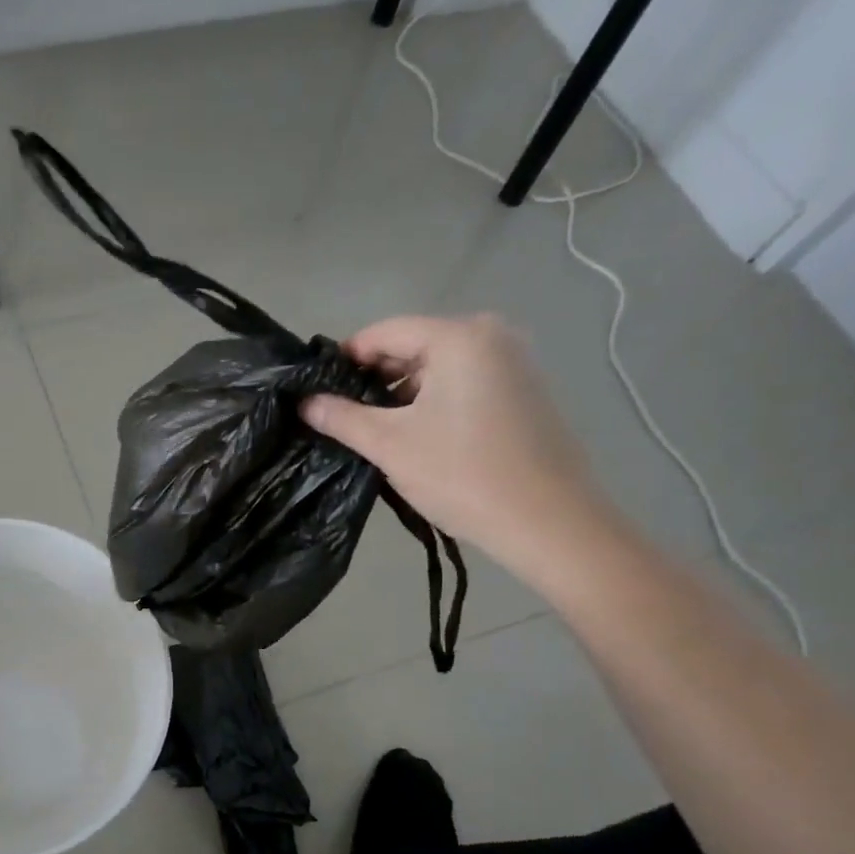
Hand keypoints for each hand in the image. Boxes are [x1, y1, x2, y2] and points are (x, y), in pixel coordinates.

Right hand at [301, 314, 611, 574]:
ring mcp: (516, 363)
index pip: (385, 331)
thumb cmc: (464, 474)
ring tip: (377, 434)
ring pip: (439, 369)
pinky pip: (465, 384)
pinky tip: (420, 439)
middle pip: (414, 346)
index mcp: (460, 336)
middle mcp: (493, 335)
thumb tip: (305, 403)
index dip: (345, 359)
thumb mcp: (390, 445)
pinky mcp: (526, 392)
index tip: (319, 391)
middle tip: (343, 419)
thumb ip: (342, 418)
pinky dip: (435, 404)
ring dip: (403, 396)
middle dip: (375, 380)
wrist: (549, 522)